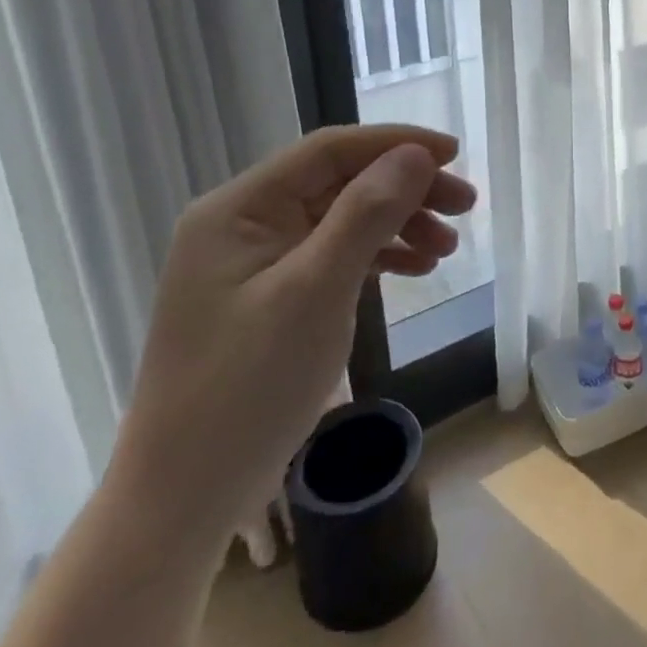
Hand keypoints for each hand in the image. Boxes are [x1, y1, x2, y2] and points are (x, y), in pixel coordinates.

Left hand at [108, 125, 473, 549]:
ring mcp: (253, 263)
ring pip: (340, 219)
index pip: (329, 151)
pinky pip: (332, 257)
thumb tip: (415, 154)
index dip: (395, 143)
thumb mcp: (315, 292)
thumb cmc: (246, 389)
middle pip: (339, 183)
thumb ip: (366, 213)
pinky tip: (414, 269)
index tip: (454, 154)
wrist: (182, 503)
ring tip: (447, 249)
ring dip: (397, 224)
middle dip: (404, 189)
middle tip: (464, 206)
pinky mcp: (267, 298)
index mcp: (239, 208)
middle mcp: (242, 223)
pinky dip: (375, 258)